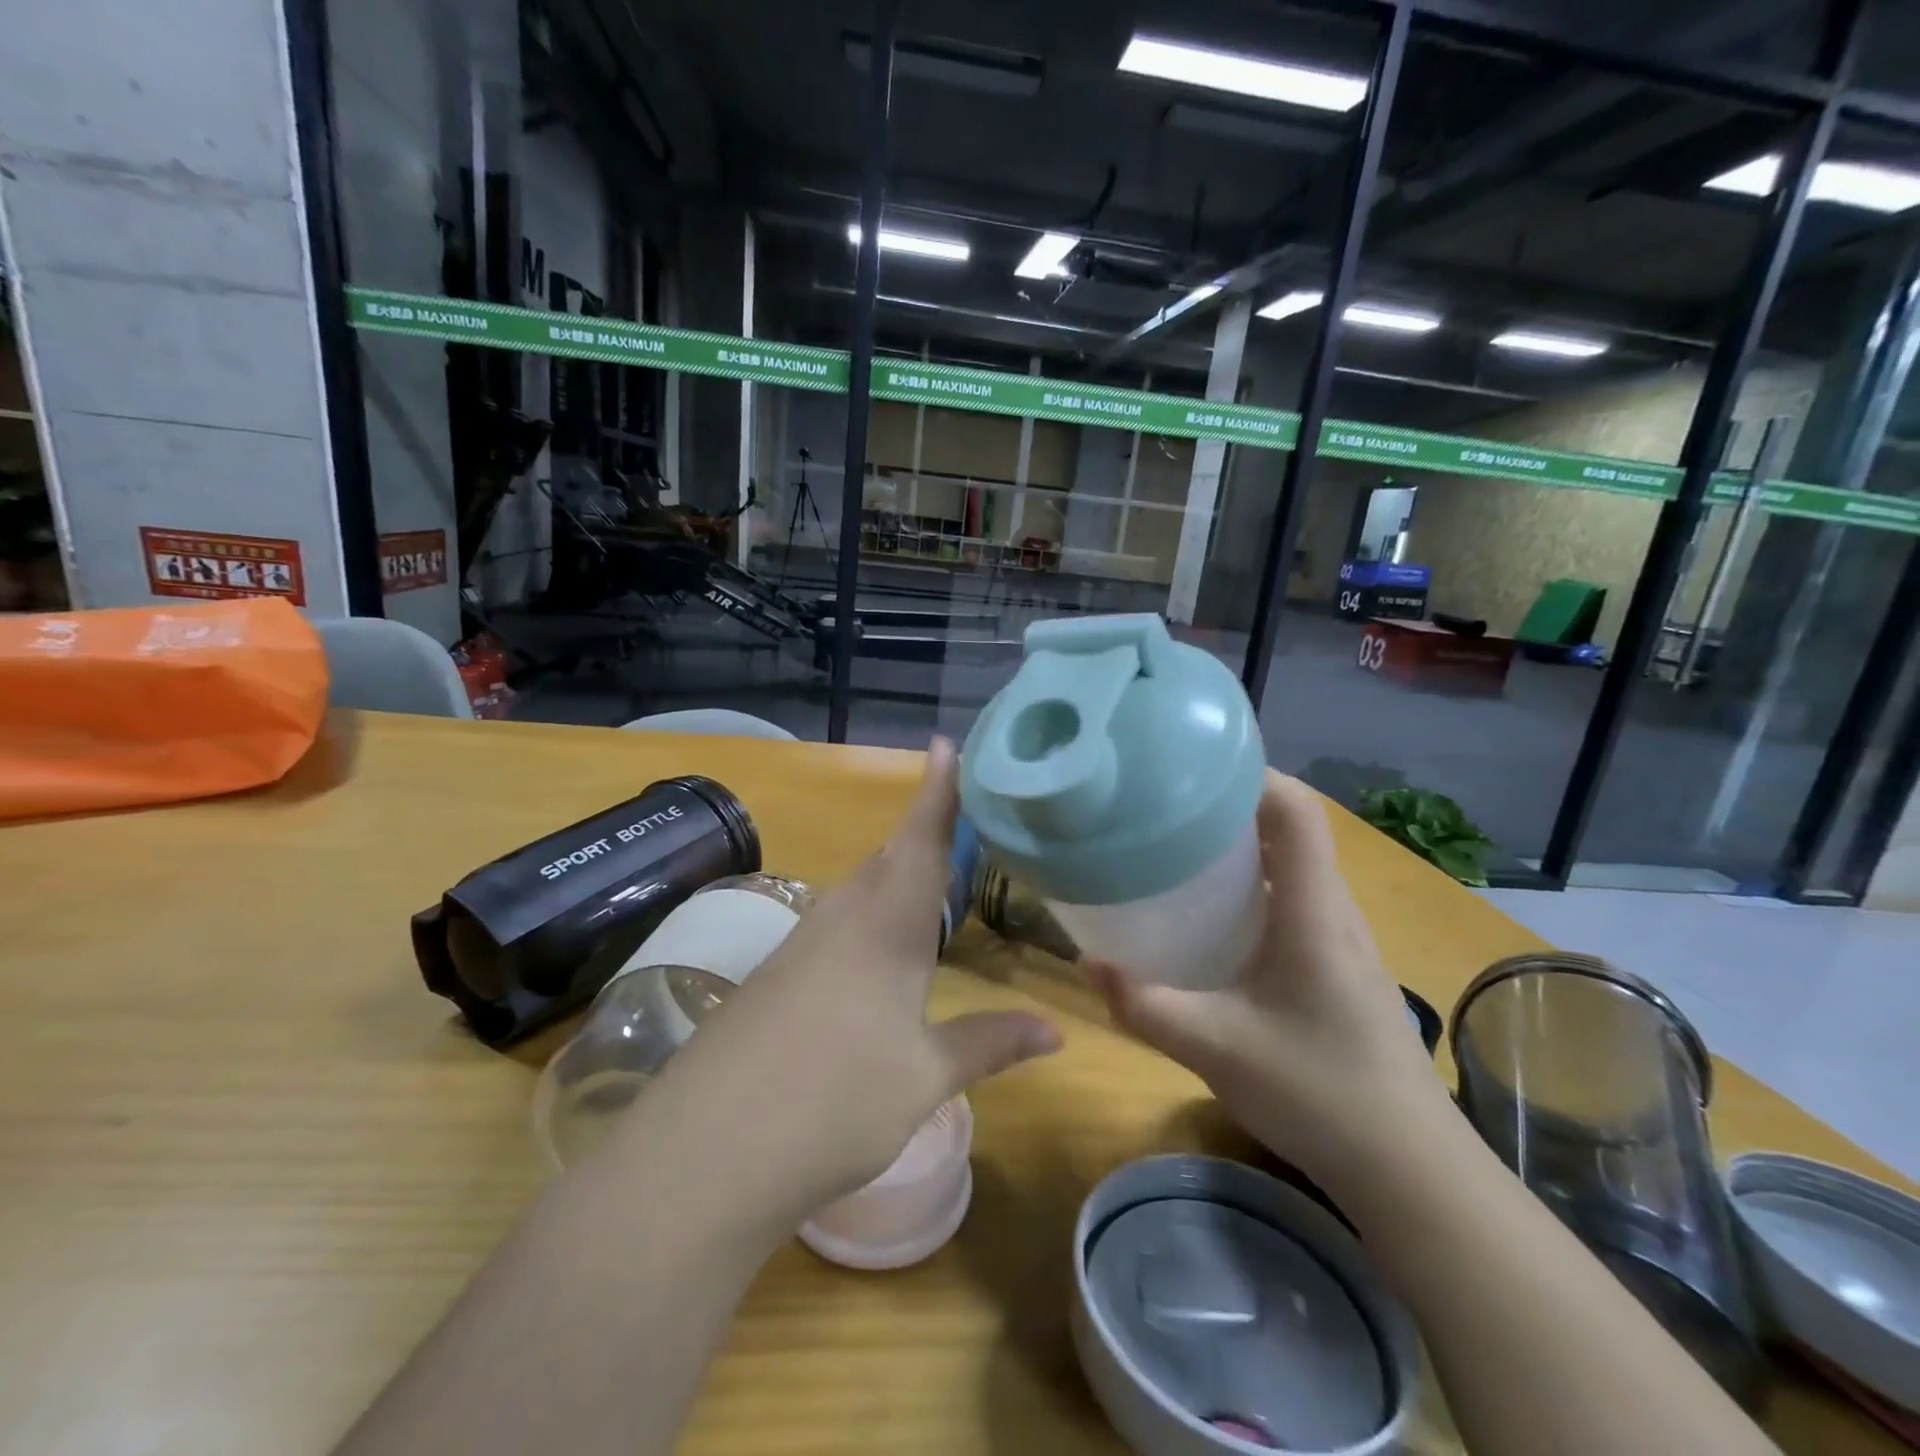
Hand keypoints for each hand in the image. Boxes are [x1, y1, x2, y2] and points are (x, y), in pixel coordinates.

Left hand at [639, 737, 1060, 1228]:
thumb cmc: (835, 1102)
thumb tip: (1056, 1033)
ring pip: (861, 889)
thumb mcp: (924, 1077)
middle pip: (890, 857)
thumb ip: (989, 1043)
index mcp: (887, 925)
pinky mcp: (778, 973)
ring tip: (935, 878)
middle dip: (926, 833)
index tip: (947, 743)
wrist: (708, 1150)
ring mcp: (802, 943)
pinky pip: (837, 923)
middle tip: (966, 820)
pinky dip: (870, 915)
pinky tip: (880, 948)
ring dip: (897, 875)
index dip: (938, 791)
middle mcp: (843, 917)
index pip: (921, 840)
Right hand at [1086, 771, 1445, 1198]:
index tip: (1191, 769)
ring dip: (1242, 846)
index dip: (1251, 774)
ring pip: (1293, 864)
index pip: (1296, 811)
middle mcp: (1333, 910)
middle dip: (1230, 806)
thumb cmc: (1320, 1095)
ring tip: (1179, 850)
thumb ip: (1145, 1005)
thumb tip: (1085, 964)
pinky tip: (1214, 917)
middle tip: (1165, 809)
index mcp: (1312, 911)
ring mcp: (1343, 938)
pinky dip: (1254, 884)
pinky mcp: (1340, 965)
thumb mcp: (1215, 1049)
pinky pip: (1295, 898)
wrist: (1413, 1172)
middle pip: (1291, 828)